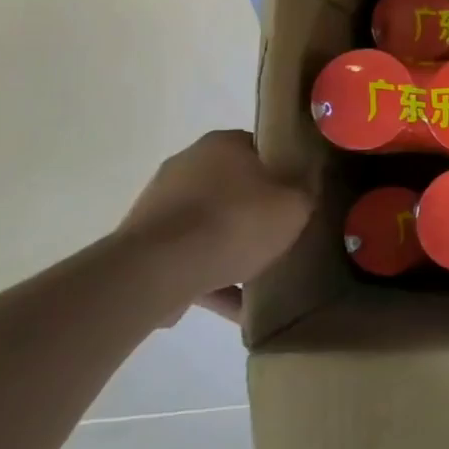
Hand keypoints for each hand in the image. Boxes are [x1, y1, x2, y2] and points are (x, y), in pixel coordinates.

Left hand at [118, 130, 313, 307]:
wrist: (157, 270)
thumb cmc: (235, 223)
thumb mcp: (295, 205)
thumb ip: (305, 192)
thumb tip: (305, 185)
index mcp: (223, 144)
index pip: (261, 150)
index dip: (283, 173)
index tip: (297, 198)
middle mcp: (187, 164)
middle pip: (234, 187)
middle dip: (255, 212)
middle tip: (279, 235)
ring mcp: (160, 203)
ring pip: (209, 223)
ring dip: (230, 247)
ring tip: (258, 278)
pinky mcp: (142, 242)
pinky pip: (188, 255)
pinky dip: (210, 275)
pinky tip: (235, 305)